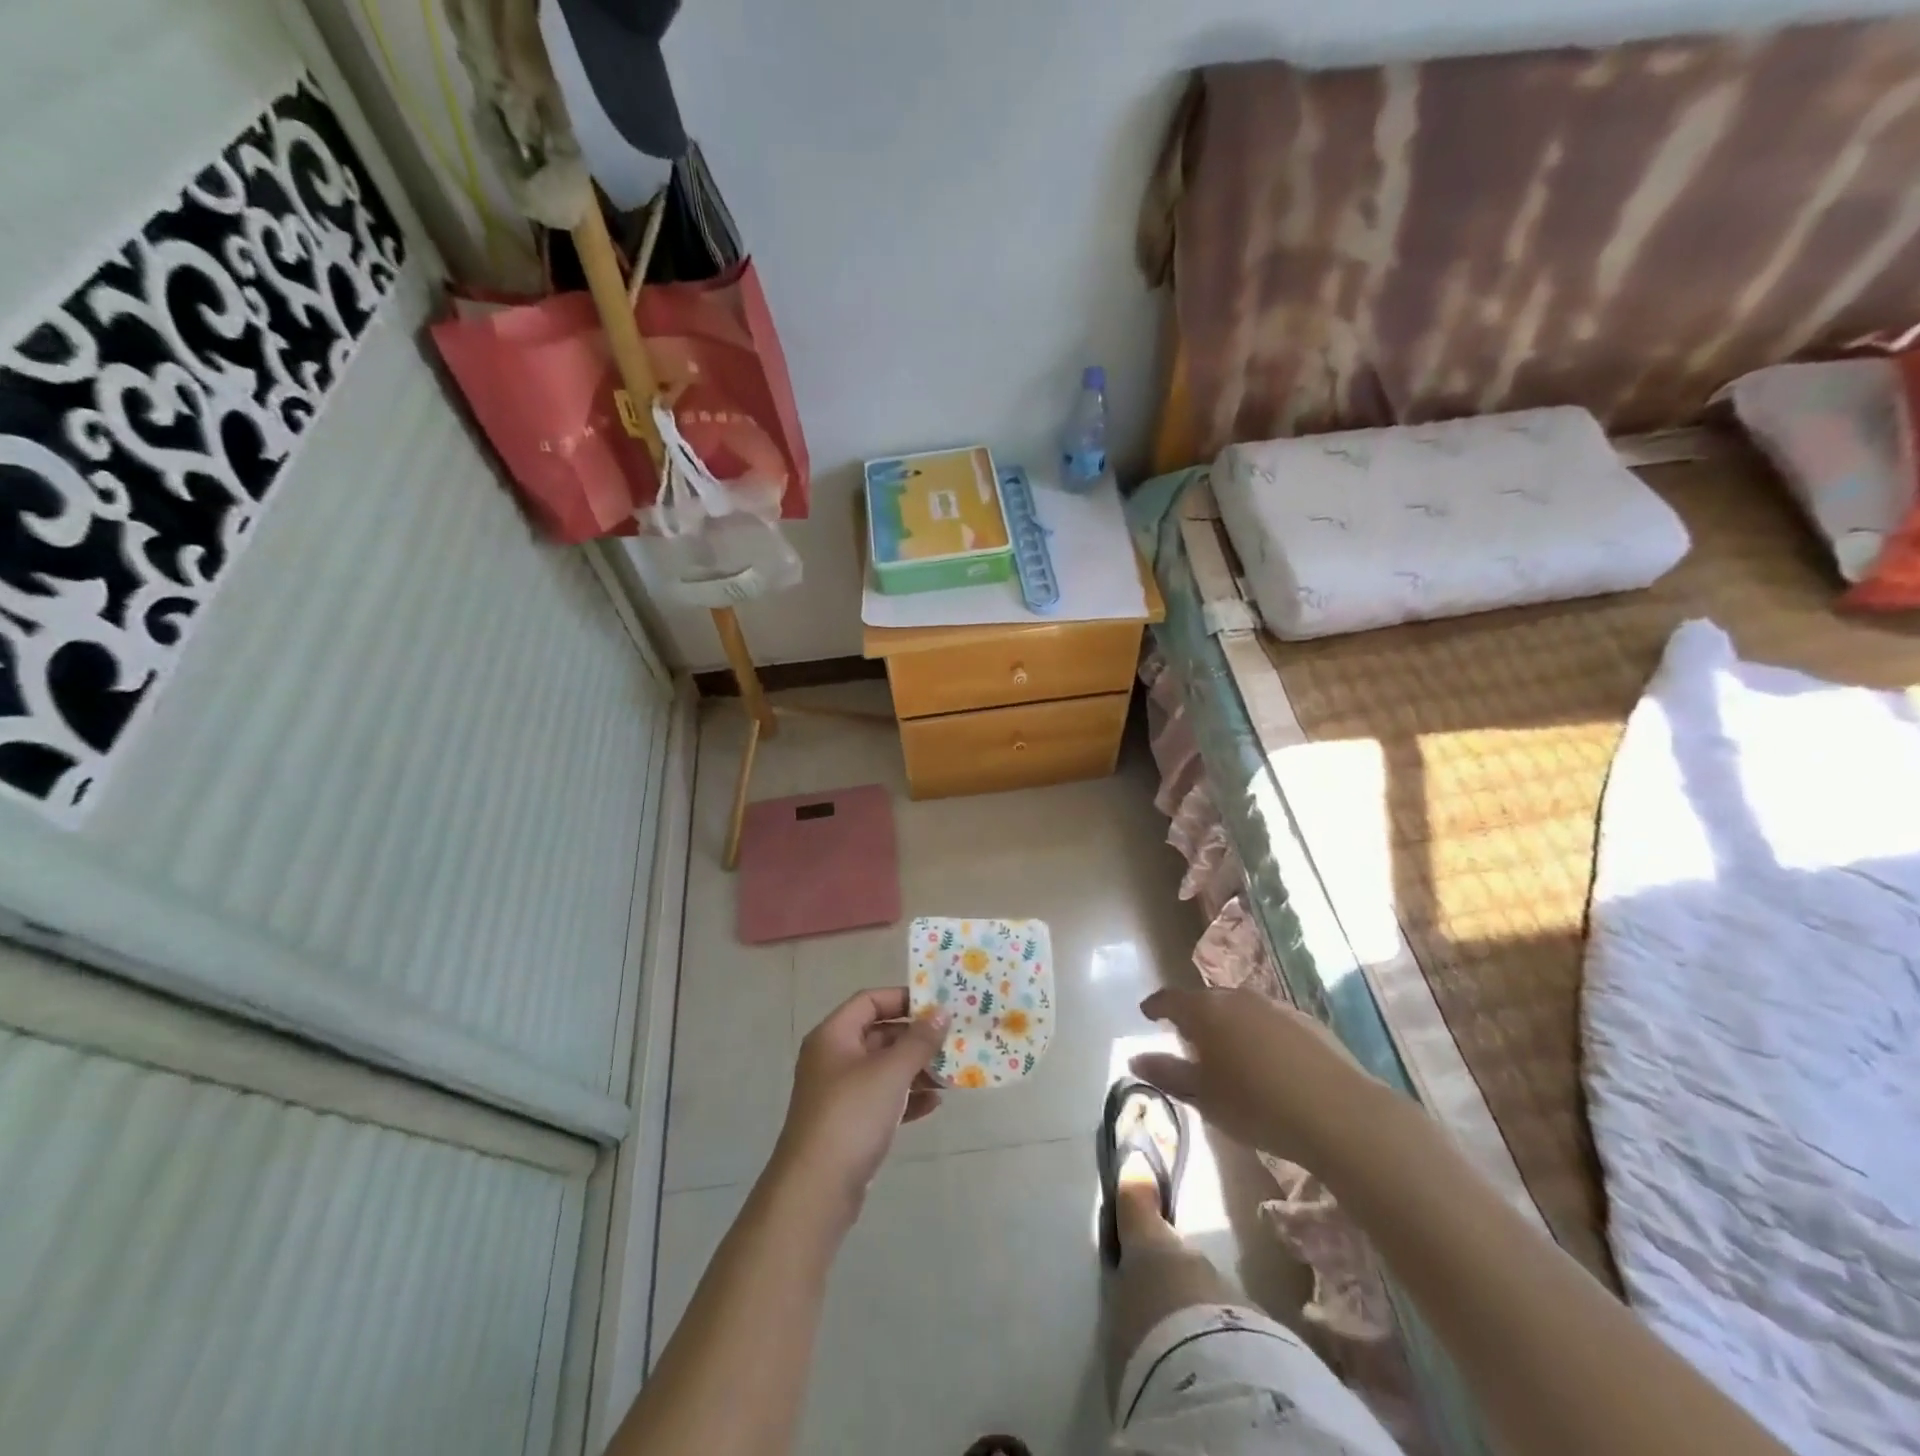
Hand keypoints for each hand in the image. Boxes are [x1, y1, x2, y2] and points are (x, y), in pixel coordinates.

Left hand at [772, 989, 947, 1212]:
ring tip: (949, 1075)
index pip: (869, 1001)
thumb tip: (941, 1012)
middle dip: (915, 1039)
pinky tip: (934, 1104)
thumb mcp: (890, 1072)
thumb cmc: (852, 1116)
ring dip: (915, 1070)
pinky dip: (906, 1098)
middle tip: (951, 1042)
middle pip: (878, 1034)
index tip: (936, 1006)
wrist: (816, 1190)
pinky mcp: (848, 1124)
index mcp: (833, 1036)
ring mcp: (839, 1093)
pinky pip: (882, 1099)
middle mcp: (833, 1058)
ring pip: (883, 1069)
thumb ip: (919, 1041)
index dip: (902, 999)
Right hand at [1131, 986, 1385, 1166]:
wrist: (1340, 1114)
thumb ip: (1167, 1074)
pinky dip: (1258, 1034)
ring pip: (1240, 1009)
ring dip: (1228, 1025)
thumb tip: (1134, 1059)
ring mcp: (1275, 1006)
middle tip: (1186, 1039)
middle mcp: (1237, 997)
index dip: (1156, 1006)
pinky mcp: (1306, 1021)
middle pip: (1206, 1001)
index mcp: (1205, 1011)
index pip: (1170, 999)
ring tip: (1227, 1052)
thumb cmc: (1257, 1105)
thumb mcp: (1204, 1097)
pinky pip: (1269, 1021)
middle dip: (1193, 1016)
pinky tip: (1266, 1062)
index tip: (1147, 1013)